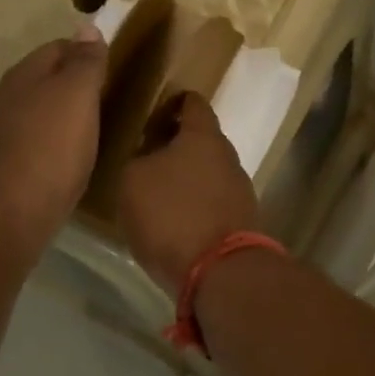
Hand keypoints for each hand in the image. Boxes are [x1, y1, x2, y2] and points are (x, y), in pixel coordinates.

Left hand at [0, 30, 107, 260]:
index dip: (89, 54)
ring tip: (97, 135)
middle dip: (76, 89)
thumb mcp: (76, 97)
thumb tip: (88, 27)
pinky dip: (55, 149)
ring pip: (40, 116)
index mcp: (23, 75)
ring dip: (65, 121)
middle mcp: (6, 99)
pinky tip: (71, 165)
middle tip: (112, 105)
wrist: (7, 217)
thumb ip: (85, 63)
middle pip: (47, 82)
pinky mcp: (4, 170)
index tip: (117, 72)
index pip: (59, 48)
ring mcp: (1, 136)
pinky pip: (36, 147)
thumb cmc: (48, 152)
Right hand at [119, 92, 259, 295]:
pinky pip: (213, 206)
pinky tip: (177, 225)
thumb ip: (139, 161)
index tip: (155, 114)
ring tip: (160, 197)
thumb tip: (149, 160)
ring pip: (209, 176)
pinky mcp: (242, 224)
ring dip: (188, 181)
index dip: (174, 103)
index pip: (193, 103)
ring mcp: (240, 193)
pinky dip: (196, 208)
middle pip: (203, 142)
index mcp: (203, 136)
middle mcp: (229, 158)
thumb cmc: (170, 214)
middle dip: (178, 147)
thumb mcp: (132, 181)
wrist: (218, 272)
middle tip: (149, 159)